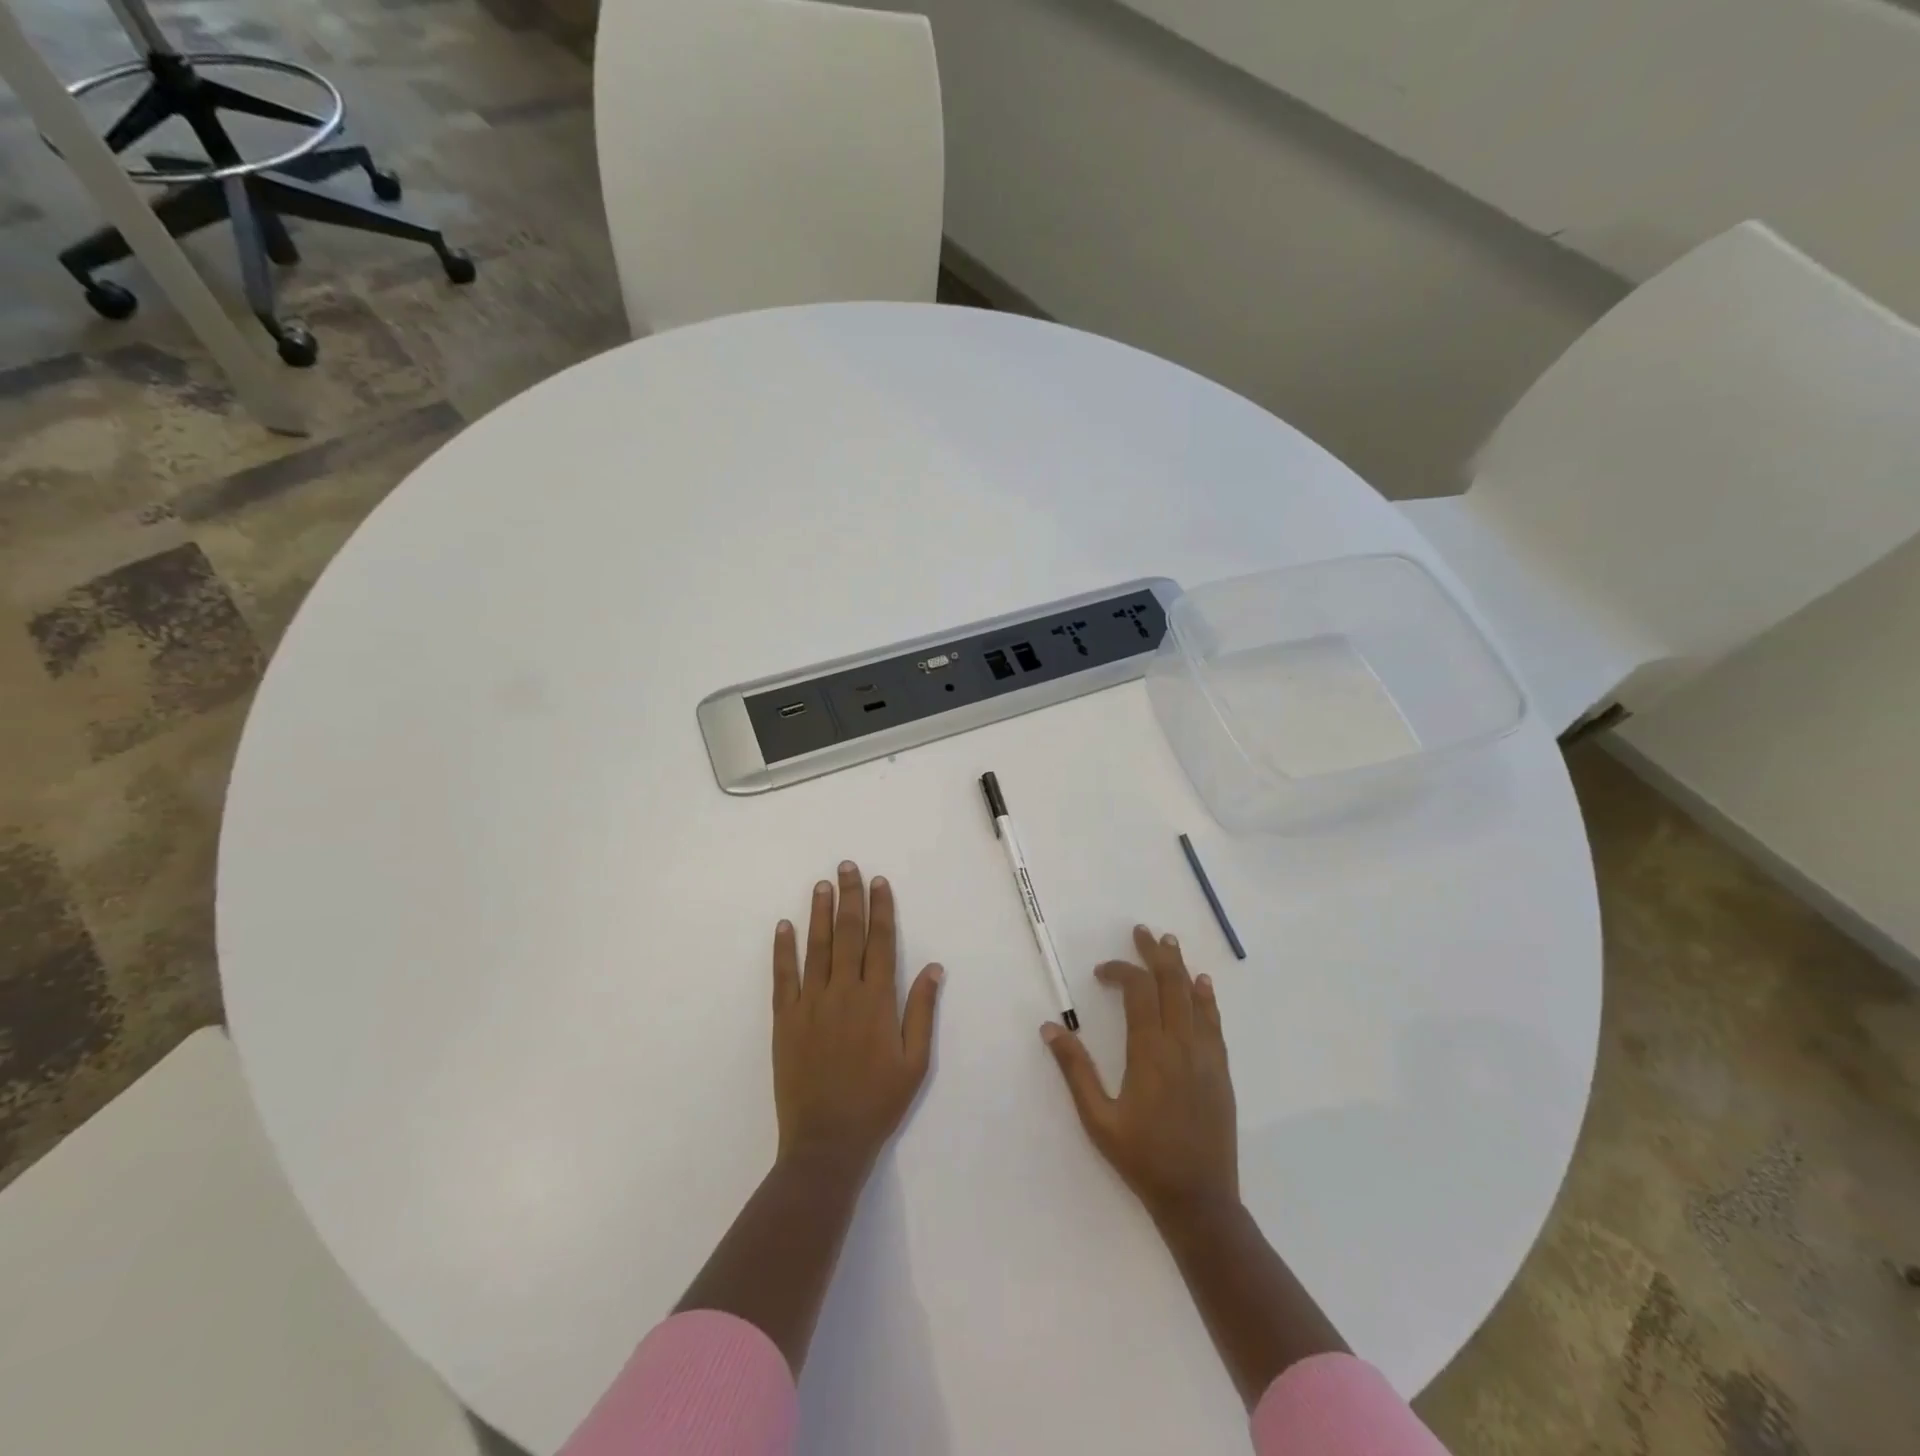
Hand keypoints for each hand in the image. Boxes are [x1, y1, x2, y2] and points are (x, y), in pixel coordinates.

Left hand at [772, 861, 942, 1175]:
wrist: (827, 1142)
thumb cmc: (878, 1103)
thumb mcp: (915, 1062)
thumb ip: (922, 1011)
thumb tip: (934, 967)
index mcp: (878, 1001)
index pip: (881, 942)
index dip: (881, 909)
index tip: (879, 882)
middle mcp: (844, 992)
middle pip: (848, 934)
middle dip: (849, 897)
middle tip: (847, 866)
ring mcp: (811, 1004)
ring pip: (816, 947)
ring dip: (820, 913)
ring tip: (822, 884)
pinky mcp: (785, 1020)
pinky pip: (783, 977)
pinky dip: (783, 949)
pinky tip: (784, 926)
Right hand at [1041, 925, 1237, 1221]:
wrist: (1199, 1200)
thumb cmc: (1142, 1159)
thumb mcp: (1098, 1119)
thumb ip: (1075, 1070)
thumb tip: (1050, 1027)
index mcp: (1150, 1052)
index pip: (1139, 992)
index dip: (1121, 972)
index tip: (1101, 972)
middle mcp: (1181, 1045)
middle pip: (1171, 984)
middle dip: (1155, 954)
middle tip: (1142, 932)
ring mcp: (1206, 1057)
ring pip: (1195, 998)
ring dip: (1181, 967)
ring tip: (1169, 942)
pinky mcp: (1221, 1071)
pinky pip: (1214, 1023)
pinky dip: (1207, 998)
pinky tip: (1204, 985)